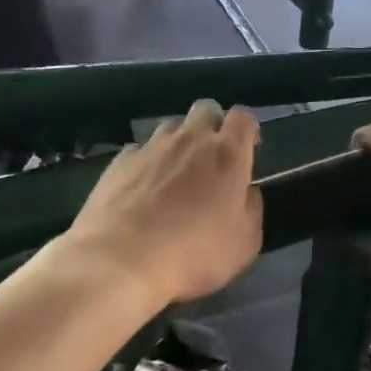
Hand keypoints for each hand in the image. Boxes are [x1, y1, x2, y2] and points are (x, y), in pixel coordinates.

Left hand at [64, 100, 262, 305]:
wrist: (120, 261)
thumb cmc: (193, 254)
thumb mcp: (244, 244)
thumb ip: (251, 209)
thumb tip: (246, 192)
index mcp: (226, 155)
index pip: (243, 118)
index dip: (247, 129)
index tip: (248, 148)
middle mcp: (190, 140)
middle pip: (206, 109)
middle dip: (213, 126)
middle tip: (212, 156)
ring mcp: (151, 147)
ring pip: (171, 126)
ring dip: (179, 142)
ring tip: (175, 172)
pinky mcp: (119, 161)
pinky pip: (140, 150)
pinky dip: (147, 161)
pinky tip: (143, 187)